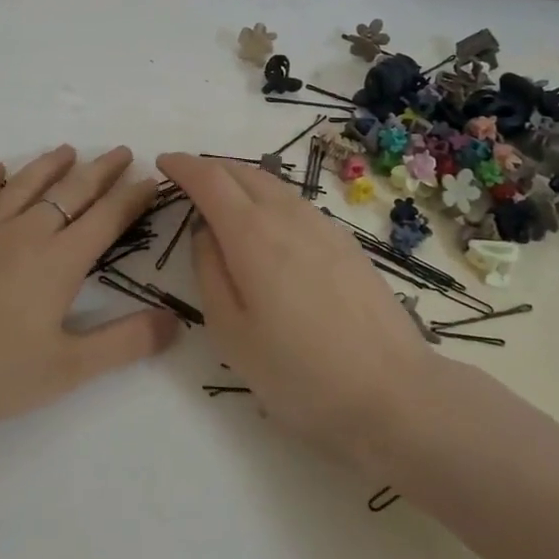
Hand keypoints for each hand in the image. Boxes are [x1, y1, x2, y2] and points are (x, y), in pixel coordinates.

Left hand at [0, 145, 179, 430]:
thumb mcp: (67, 369)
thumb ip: (124, 344)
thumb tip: (175, 320)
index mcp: (58, 261)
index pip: (105, 219)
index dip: (132, 198)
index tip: (151, 180)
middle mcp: (25, 234)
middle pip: (70, 192)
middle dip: (99, 171)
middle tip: (120, 151)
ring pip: (24, 187)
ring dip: (49, 166)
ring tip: (67, 150)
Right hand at [157, 152, 447, 464]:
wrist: (395, 396)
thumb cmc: (299, 374)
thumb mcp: (231, 333)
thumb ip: (210, 272)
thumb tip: (205, 233)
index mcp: (252, 235)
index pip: (209, 179)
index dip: (182, 166)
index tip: (163, 162)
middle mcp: (288, 217)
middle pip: (243, 172)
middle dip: (210, 167)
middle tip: (187, 179)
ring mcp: (324, 227)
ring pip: (273, 185)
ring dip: (240, 180)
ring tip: (223, 198)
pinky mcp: (347, 244)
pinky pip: (295, 203)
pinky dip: (268, 198)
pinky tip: (268, 224)